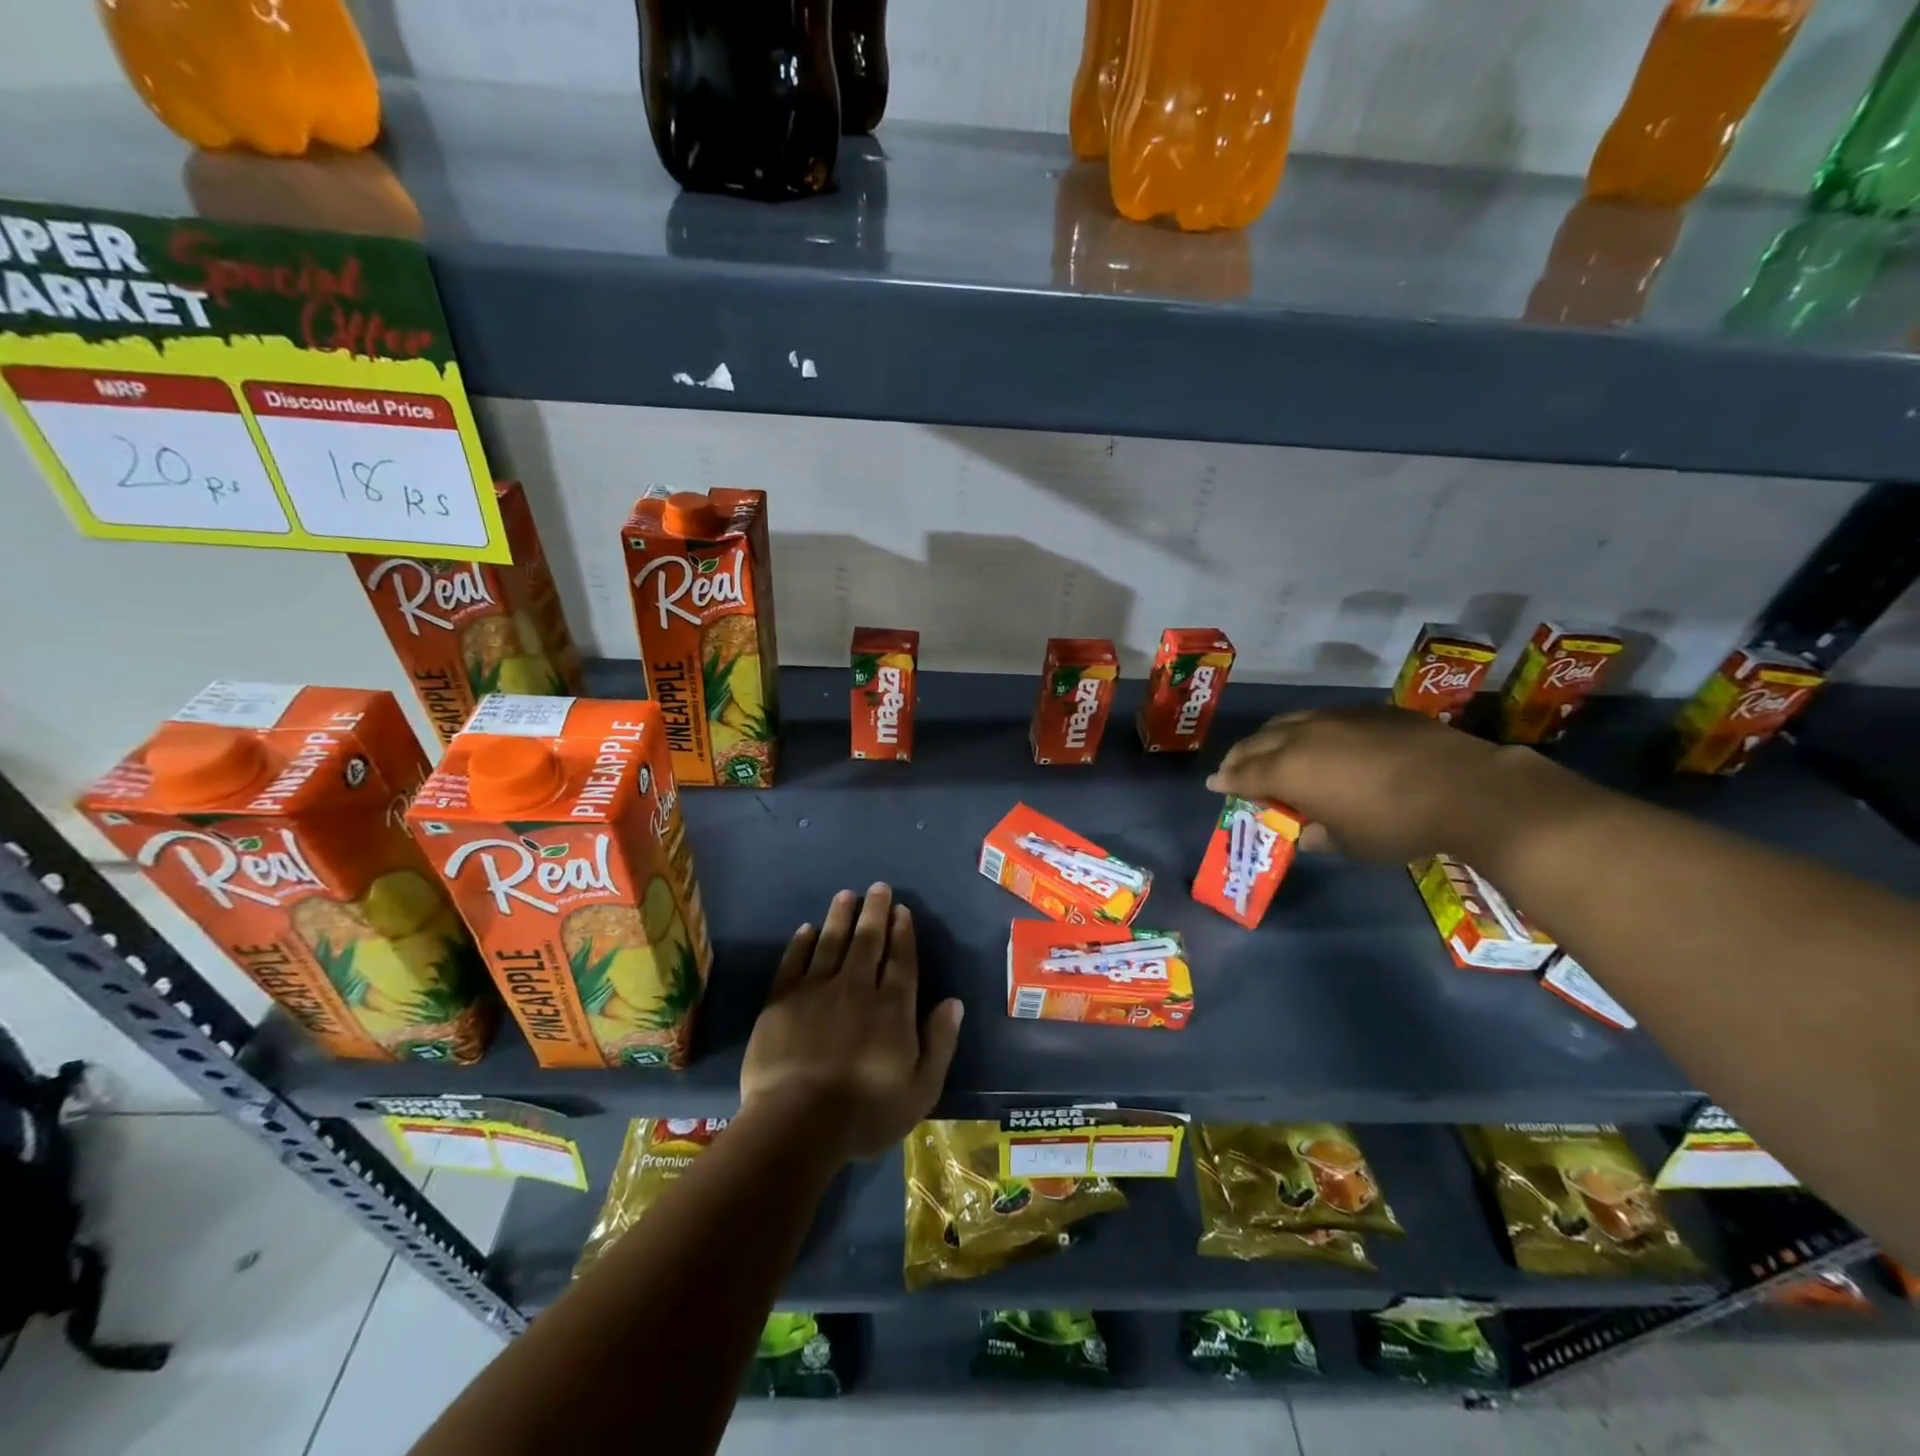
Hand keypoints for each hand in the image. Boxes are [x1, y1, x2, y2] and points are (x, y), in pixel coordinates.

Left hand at [740, 883, 963, 1160]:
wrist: (797, 1123)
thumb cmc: (865, 1112)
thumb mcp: (921, 1089)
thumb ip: (940, 1042)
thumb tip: (953, 1002)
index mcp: (892, 1007)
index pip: (901, 959)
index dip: (902, 932)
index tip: (902, 910)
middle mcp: (857, 987)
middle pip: (868, 941)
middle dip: (875, 912)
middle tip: (878, 888)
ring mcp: (816, 990)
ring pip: (832, 942)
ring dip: (840, 916)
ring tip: (846, 895)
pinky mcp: (782, 1000)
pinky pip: (794, 961)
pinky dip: (802, 942)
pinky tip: (807, 928)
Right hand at [1206, 705, 1579, 862]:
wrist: (1465, 789)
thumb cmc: (1395, 825)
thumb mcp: (1348, 843)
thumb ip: (1317, 834)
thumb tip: (1305, 832)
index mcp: (1289, 770)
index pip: (1244, 774)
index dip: (1227, 780)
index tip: (1215, 785)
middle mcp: (1302, 736)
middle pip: (1258, 742)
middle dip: (1241, 756)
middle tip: (1234, 768)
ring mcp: (1336, 717)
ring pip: (1287, 722)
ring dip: (1270, 738)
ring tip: (1269, 750)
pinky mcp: (1368, 711)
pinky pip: (1322, 717)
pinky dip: (1306, 730)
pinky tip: (1318, 741)